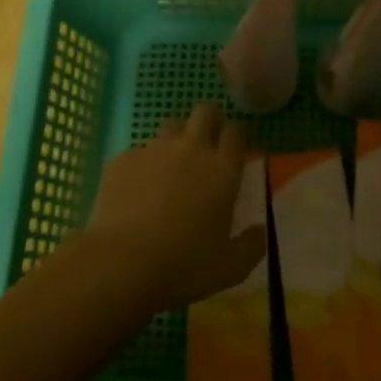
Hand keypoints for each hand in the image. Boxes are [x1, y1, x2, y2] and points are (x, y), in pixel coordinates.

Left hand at [81, 103, 265, 313]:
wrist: (120, 264)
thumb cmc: (183, 266)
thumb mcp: (230, 268)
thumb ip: (251, 246)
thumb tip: (260, 230)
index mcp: (222, 170)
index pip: (236, 132)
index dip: (236, 135)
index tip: (235, 149)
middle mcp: (191, 149)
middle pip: (204, 113)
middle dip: (210, 120)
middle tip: (207, 142)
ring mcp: (154, 151)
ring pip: (170, 127)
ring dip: (176, 139)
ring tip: (171, 166)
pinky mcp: (122, 160)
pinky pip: (139, 153)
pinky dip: (144, 165)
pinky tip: (137, 191)